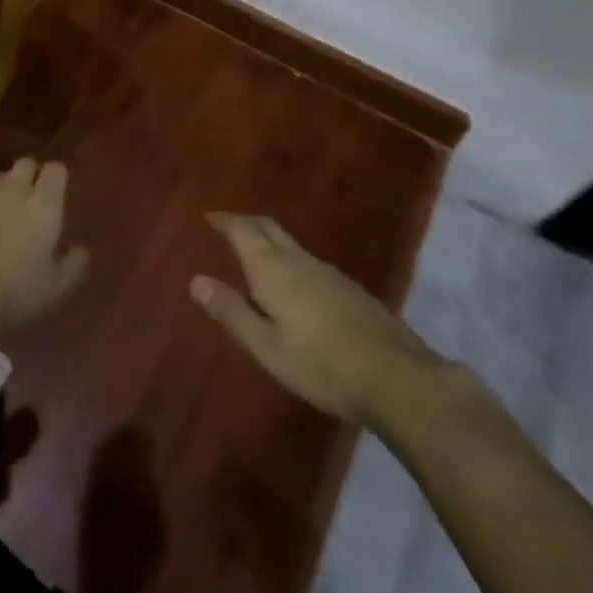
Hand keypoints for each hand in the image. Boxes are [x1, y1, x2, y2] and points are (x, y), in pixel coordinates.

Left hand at [0, 159, 88, 342]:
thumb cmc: (16, 291)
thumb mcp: (56, 288)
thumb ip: (74, 265)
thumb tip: (80, 251)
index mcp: (44, 205)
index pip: (56, 170)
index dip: (58, 178)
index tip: (59, 194)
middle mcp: (15, 192)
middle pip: (25, 164)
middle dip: (32, 175)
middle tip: (35, 199)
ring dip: (7, 187)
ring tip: (8, 210)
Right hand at [192, 212, 454, 432]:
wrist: (395, 376)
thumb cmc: (321, 364)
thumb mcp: (267, 347)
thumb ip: (232, 312)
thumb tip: (196, 281)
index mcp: (272, 269)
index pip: (243, 230)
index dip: (225, 221)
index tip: (210, 216)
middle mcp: (299, 260)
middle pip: (268, 228)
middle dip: (246, 222)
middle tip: (229, 225)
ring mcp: (328, 272)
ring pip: (291, 244)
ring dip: (269, 240)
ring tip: (257, 252)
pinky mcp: (350, 289)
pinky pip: (309, 261)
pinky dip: (290, 259)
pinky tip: (296, 283)